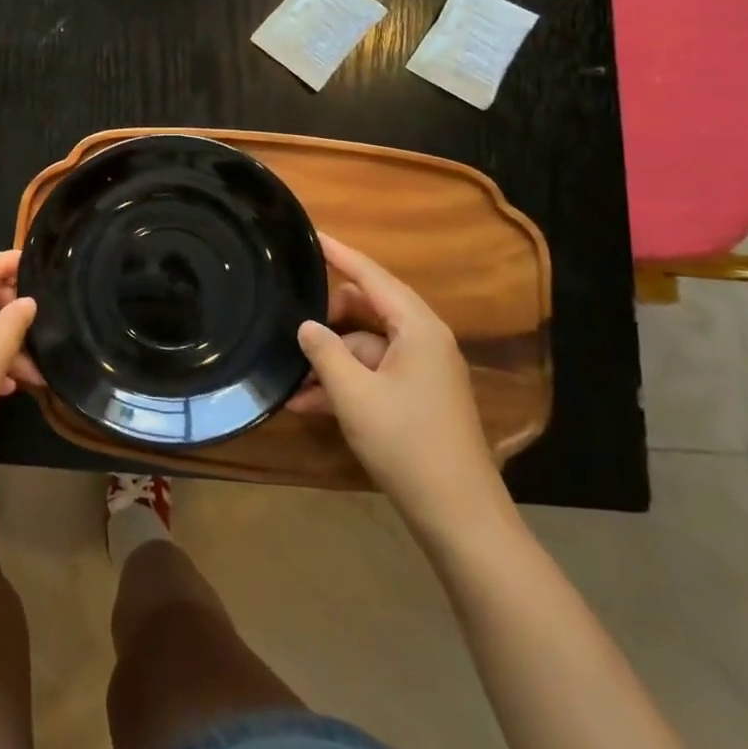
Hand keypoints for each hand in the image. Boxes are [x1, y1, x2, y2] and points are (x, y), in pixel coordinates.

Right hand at [291, 234, 507, 538]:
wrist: (458, 514)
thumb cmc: (406, 444)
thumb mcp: (353, 395)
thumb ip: (324, 352)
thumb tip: (306, 325)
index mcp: (417, 328)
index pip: (372, 276)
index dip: (339, 254)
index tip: (311, 234)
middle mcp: (423, 340)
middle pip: (366, 310)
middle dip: (327, 319)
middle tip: (289, 327)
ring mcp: (422, 370)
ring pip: (365, 347)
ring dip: (329, 360)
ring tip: (289, 380)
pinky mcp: (416, 396)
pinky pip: (372, 373)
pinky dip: (344, 383)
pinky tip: (306, 403)